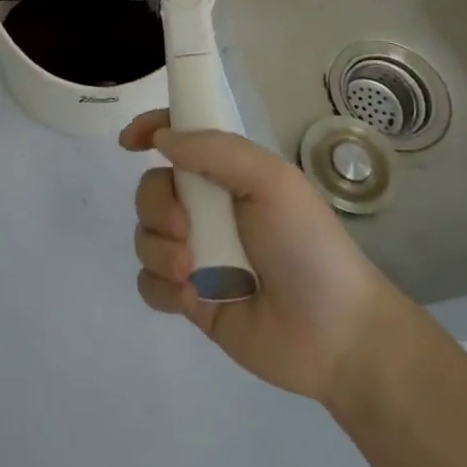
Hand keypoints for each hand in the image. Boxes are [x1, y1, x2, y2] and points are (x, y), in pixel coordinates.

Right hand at [120, 110, 394, 401]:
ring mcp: (195, 255)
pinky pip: (147, 282)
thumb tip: (161, 138)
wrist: (335, 336)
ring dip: (160, 250)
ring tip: (193, 272)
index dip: (151, 130)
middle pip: (150, 189)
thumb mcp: (271, 182)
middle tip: (186, 228)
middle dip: (157, 205)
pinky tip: (192, 298)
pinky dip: (162, 286)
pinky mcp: (189, 299)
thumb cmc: (308, 246)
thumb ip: (215, 151)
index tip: (130, 142)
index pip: (178, 138)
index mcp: (227, 175)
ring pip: (144, 235)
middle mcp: (205, 209)